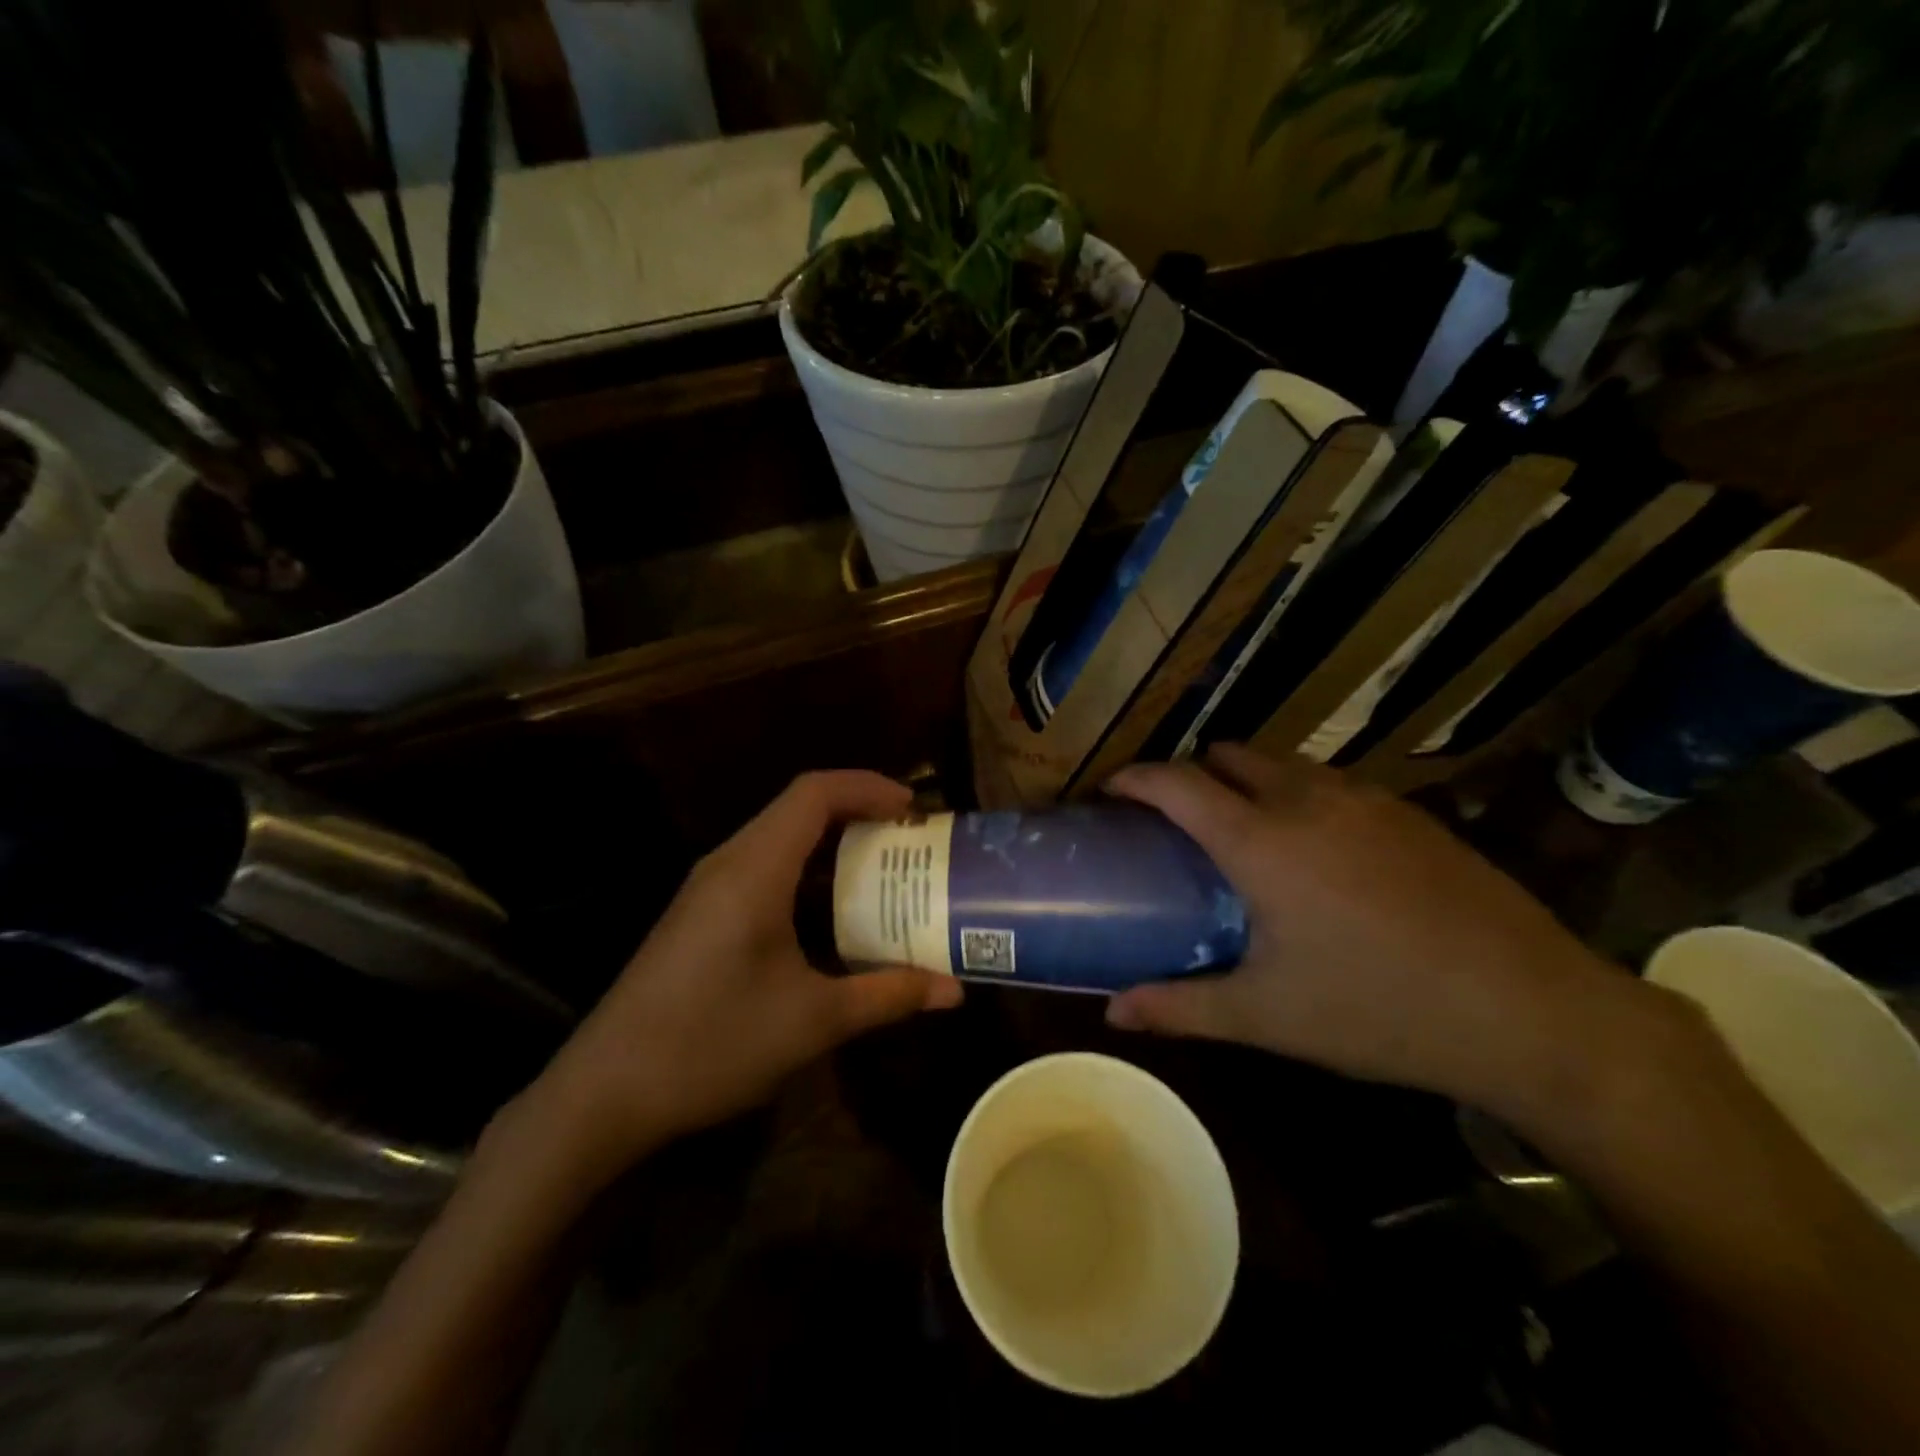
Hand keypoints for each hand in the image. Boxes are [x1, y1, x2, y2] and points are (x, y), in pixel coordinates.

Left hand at [521, 771, 961, 1186]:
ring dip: (832, 846)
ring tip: (882, 873)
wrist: (605, 1091)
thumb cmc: (712, 1042)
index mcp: (755, 868)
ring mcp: (708, 888)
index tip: (914, 807)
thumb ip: (888, 996)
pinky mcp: (699, 914)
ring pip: (779, 839)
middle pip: (799, 808)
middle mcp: (728, 862)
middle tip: (909, 841)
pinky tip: (830, 917)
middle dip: (859, 814)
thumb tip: (955, 992)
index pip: (815, 792)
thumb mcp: (813, 1020)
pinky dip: (806, 874)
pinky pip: (763, 869)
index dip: (868, 787)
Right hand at [1104, 744, 1665, 1121]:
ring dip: (1246, 780)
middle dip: (1191, 774)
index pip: (1177, 783)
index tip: (1111, 792)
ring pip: (1281, 763)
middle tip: (1177, 821)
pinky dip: (1297, 794)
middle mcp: (1306, 800)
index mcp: (1261, 840)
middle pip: (1227, 756)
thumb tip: (1111, 1012)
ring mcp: (1364, 799)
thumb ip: (1179, 1007)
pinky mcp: (1408, 812)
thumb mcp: (1268, 1017)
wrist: (1534, 1012)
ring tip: (1242, 831)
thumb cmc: (1380, 1010)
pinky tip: (1317, 851)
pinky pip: (1328, 781)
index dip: (1135, 779)